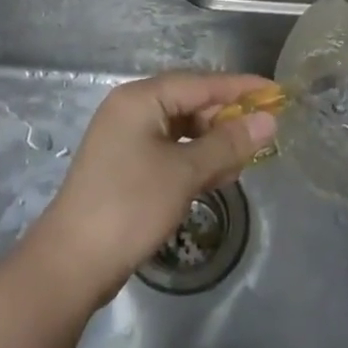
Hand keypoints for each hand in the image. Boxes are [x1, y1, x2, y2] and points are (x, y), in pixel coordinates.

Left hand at [24, 73, 278, 307]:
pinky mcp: (126, 166)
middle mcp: (132, 109)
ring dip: (213, 143)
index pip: (201, 82)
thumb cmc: (130, 206)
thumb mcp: (185, 173)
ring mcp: (126, 138)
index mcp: (141, 98)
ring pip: (182, 129)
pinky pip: (170, 150)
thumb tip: (269, 121)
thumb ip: (228, 143)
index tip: (276, 92)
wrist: (71, 264)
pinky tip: (217, 177)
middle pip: (191, 103)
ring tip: (243, 163)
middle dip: (227, 119)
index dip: (241, 88)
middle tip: (263, 136)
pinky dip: (194, 160)